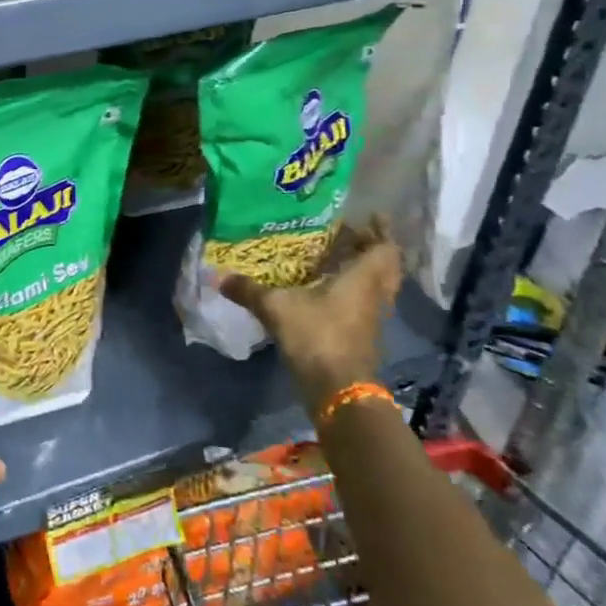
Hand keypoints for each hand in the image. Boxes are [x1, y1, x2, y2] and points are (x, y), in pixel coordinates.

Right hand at [217, 220, 402, 412]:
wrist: (338, 390)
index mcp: (362, 279)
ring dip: (364, 271)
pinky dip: (353, 292)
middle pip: (386, 267)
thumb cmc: (316, 336)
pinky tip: (326, 289)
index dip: (381, 231)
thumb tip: (219, 276)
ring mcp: (371, 318)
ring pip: (377, 286)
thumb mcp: (276, 308)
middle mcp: (374, 295)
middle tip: (349, 235)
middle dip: (372, 249)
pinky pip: (364, 303)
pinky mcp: (362, 336)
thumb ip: (249, 290)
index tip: (368, 216)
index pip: (385, 249)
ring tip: (336, 257)